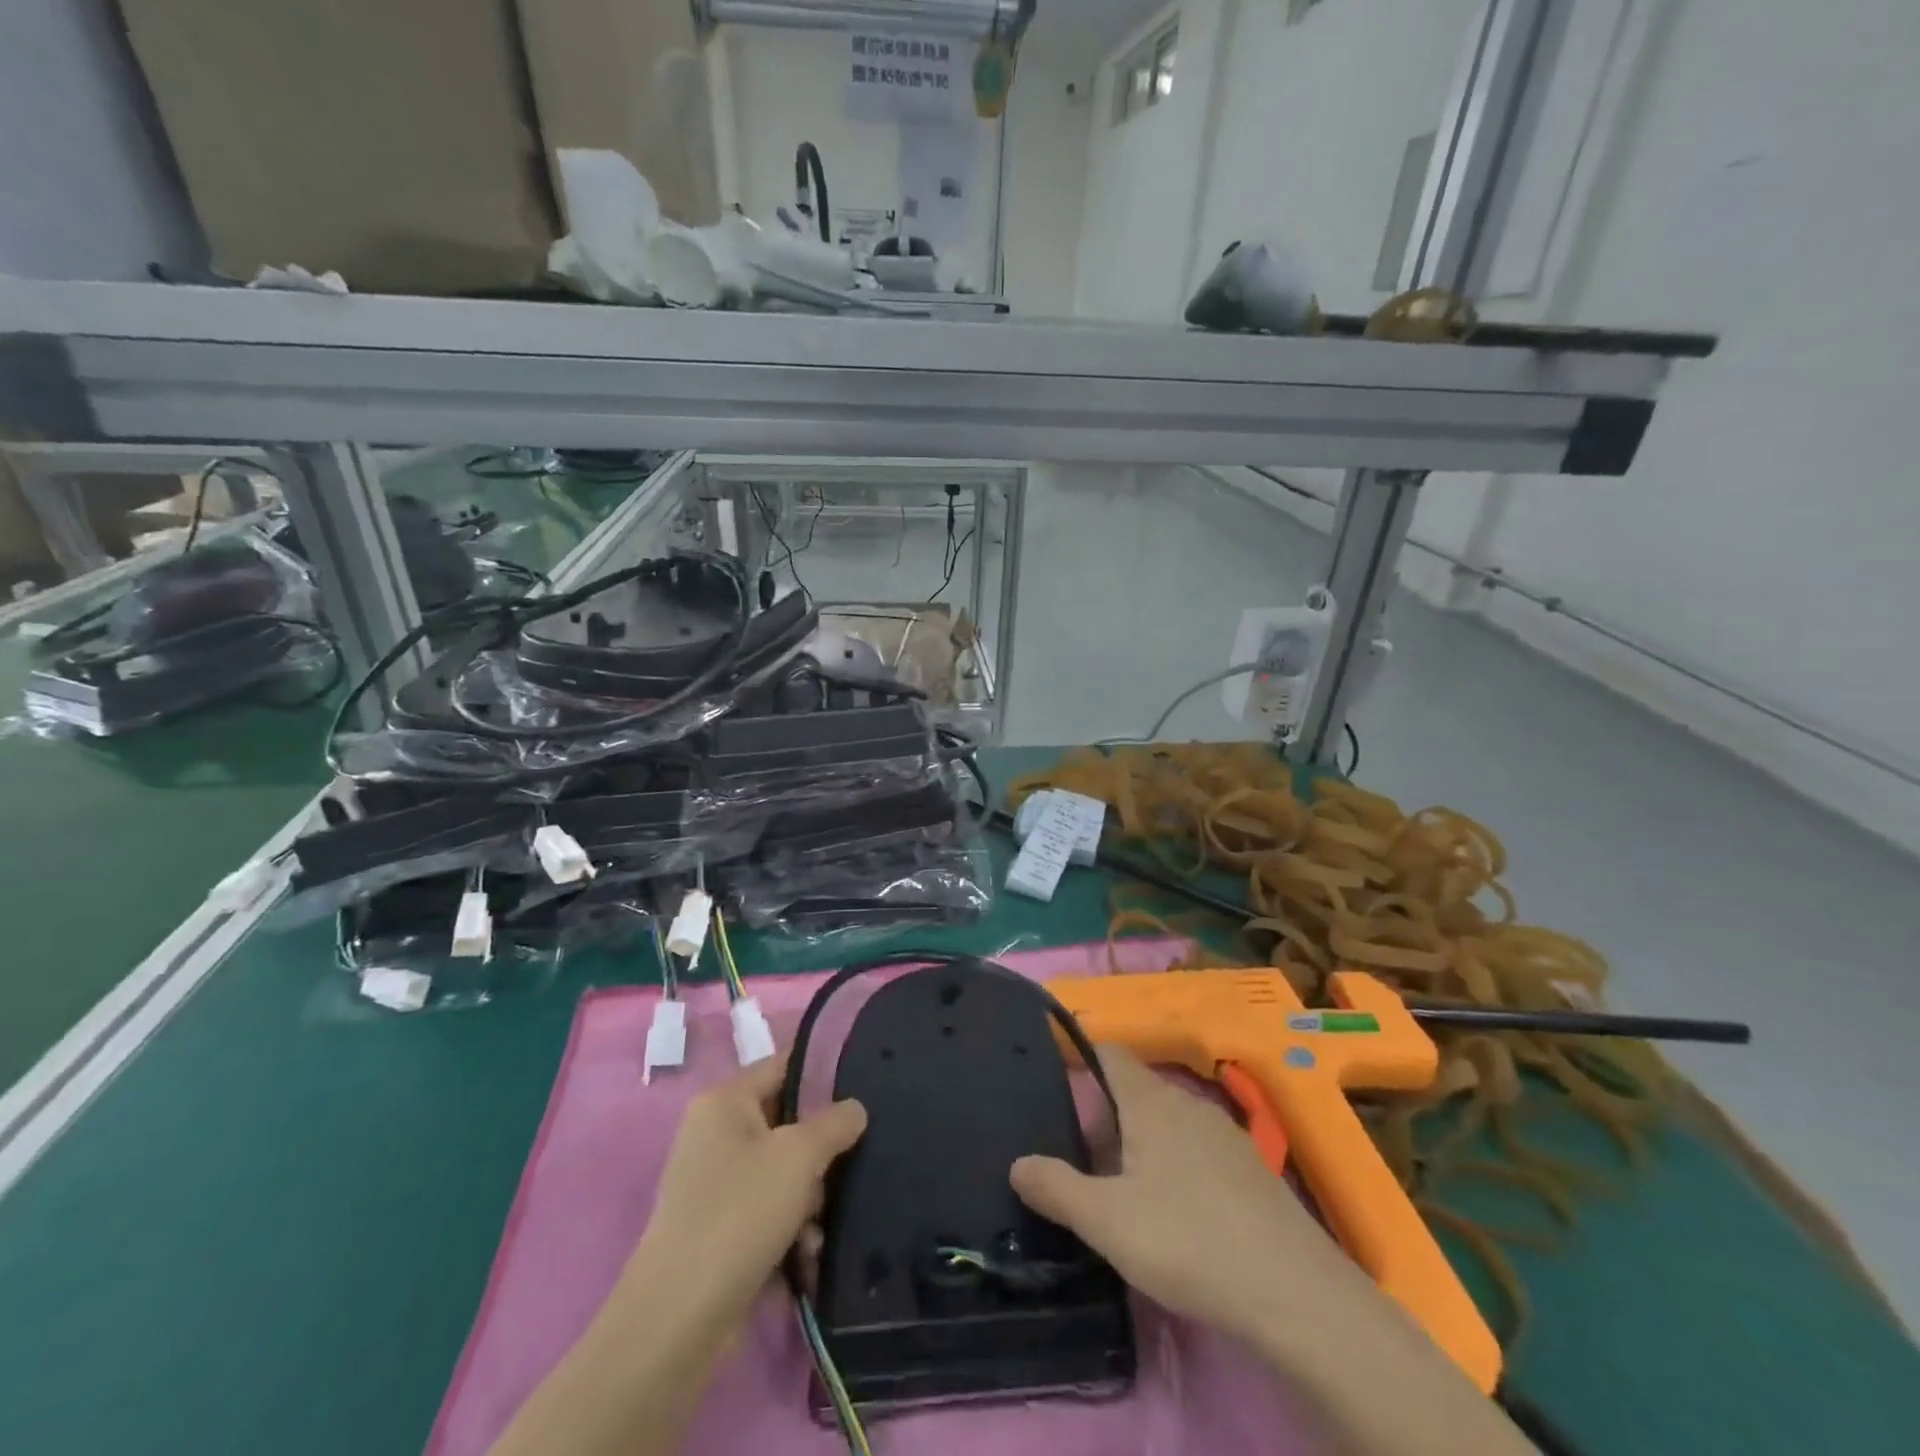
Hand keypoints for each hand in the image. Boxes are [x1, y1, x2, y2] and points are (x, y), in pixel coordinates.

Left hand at [623, 1058, 866, 1343]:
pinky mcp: (717, 1226)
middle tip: (844, 1170)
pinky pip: (767, 1208)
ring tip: (819, 1229)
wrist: (679, 1317)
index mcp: (724, 1100)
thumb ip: (835, 1122)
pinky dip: (789, 1225)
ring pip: (782, 1169)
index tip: (865, 1088)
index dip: (825, 1073)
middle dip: (820, 1151)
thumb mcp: (800, 1156)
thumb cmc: (740, 1212)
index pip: (784, 1066)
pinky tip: (806, 1254)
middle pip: (787, 1122)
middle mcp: (714, 1132)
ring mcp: (713, 1181)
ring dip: (809, 1197)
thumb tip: (855, 1109)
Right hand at [1010, 1045, 1341, 1345]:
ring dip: (1137, 1142)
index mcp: (1150, 1101)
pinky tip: (1169, 1211)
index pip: (1109, 1052)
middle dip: (1103, 1113)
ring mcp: (1225, 1136)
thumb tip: (1017, 1163)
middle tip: (1075, 1153)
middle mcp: (1188, 1104)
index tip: (1052, 1075)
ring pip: (1167, 1122)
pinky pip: (1195, 1150)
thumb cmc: (1189, 1242)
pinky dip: (1171, 1164)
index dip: (1080, 1055)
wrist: (1296, 1295)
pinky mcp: (1250, 1171)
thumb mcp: (1107, 1222)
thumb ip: (1056, 1188)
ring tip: (1115, 1185)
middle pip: (1135, 1090)